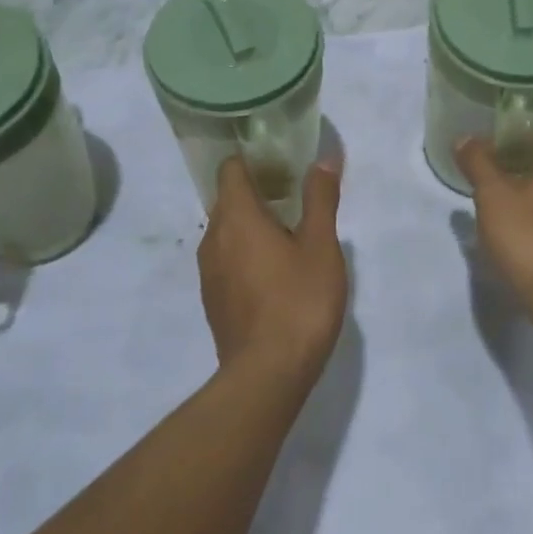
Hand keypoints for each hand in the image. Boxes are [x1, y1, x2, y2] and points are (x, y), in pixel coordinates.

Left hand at [199, 155, 347, 382]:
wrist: (267, 375)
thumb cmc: (298, 302)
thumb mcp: (321, 246)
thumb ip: (320, 199)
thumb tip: (323, 158)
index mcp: (236, 217)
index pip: (230, 169)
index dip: (253, 160)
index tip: (281, 164)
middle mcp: (213, 238)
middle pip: (228, 199)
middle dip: (258, 192)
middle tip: (294, 197)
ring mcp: (209, 272)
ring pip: (227, 232)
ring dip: (252, 225)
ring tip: (289, 234)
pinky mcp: (213, 300)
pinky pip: (227, 260)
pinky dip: (246, 254)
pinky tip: (276, 273)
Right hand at [457, 127, 532, 302]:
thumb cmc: (530, 235)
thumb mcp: (493, 195)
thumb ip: (478, 162)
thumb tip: (466, 138)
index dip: (519, 126)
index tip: (492, 132)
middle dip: (522, 156)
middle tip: (488, 160)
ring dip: (530, 185)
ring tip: (497, 192)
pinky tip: (516, 224)